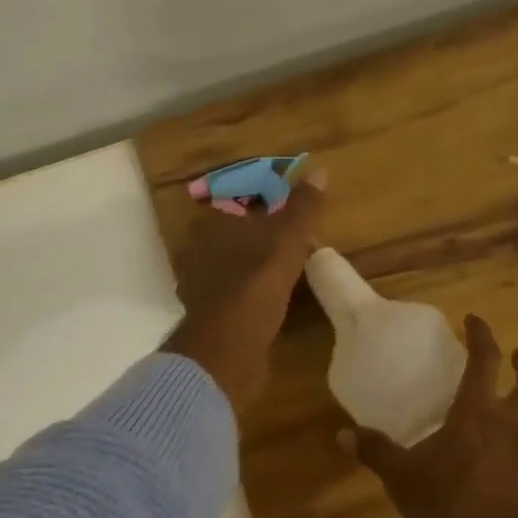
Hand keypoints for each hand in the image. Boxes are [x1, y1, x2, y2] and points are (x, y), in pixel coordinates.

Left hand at [161, 171, 324, 409]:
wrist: (229, 345)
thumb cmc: (257, 281)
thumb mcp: (288, 238)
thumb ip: (303, 207)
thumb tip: (320, 172)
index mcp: (212, 223)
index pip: (238, 198)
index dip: (263, 199)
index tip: (288, 206)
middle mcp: (198, 248)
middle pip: (233, 231)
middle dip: (258, 232)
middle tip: (291, 235)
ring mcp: (198, 282)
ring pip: (230, 262)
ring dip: (252, 262)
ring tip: (284, 266)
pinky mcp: (206, 312)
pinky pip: (231, 291)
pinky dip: (247, 290)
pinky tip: (267, 297)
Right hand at [341, 315, 517, 517]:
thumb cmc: (447, 505)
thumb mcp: (402, 477)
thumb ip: (375, 450)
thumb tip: (343, 434)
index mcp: (479, 413)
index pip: (486, 360)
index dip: (482, 335)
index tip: (473, 320)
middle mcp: (509, 424)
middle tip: (515, 354)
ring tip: (500, 399)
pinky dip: (516, 428)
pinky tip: (495, 443)